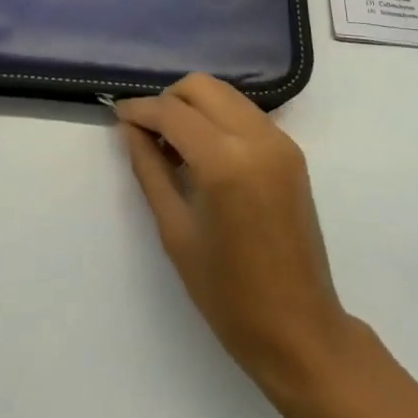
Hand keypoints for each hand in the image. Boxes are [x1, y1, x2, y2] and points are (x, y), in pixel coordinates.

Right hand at [116, 75, 356, 400]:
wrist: (299, 330)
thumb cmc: (228, 293)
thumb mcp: (175, 230)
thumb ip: (149, 168)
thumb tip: (130, 128)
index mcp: (224, 162)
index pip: (172, 112)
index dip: (140, 109)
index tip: (118, 115)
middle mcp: (256, 138)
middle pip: (201, 87)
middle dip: (168, 100)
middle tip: (147, 132)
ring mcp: (280, 141)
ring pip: (225, 94)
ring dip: (194, 106)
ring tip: (173, 143)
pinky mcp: (292, 151)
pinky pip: (245, 113)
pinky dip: (218, 117)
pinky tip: (204, 152)